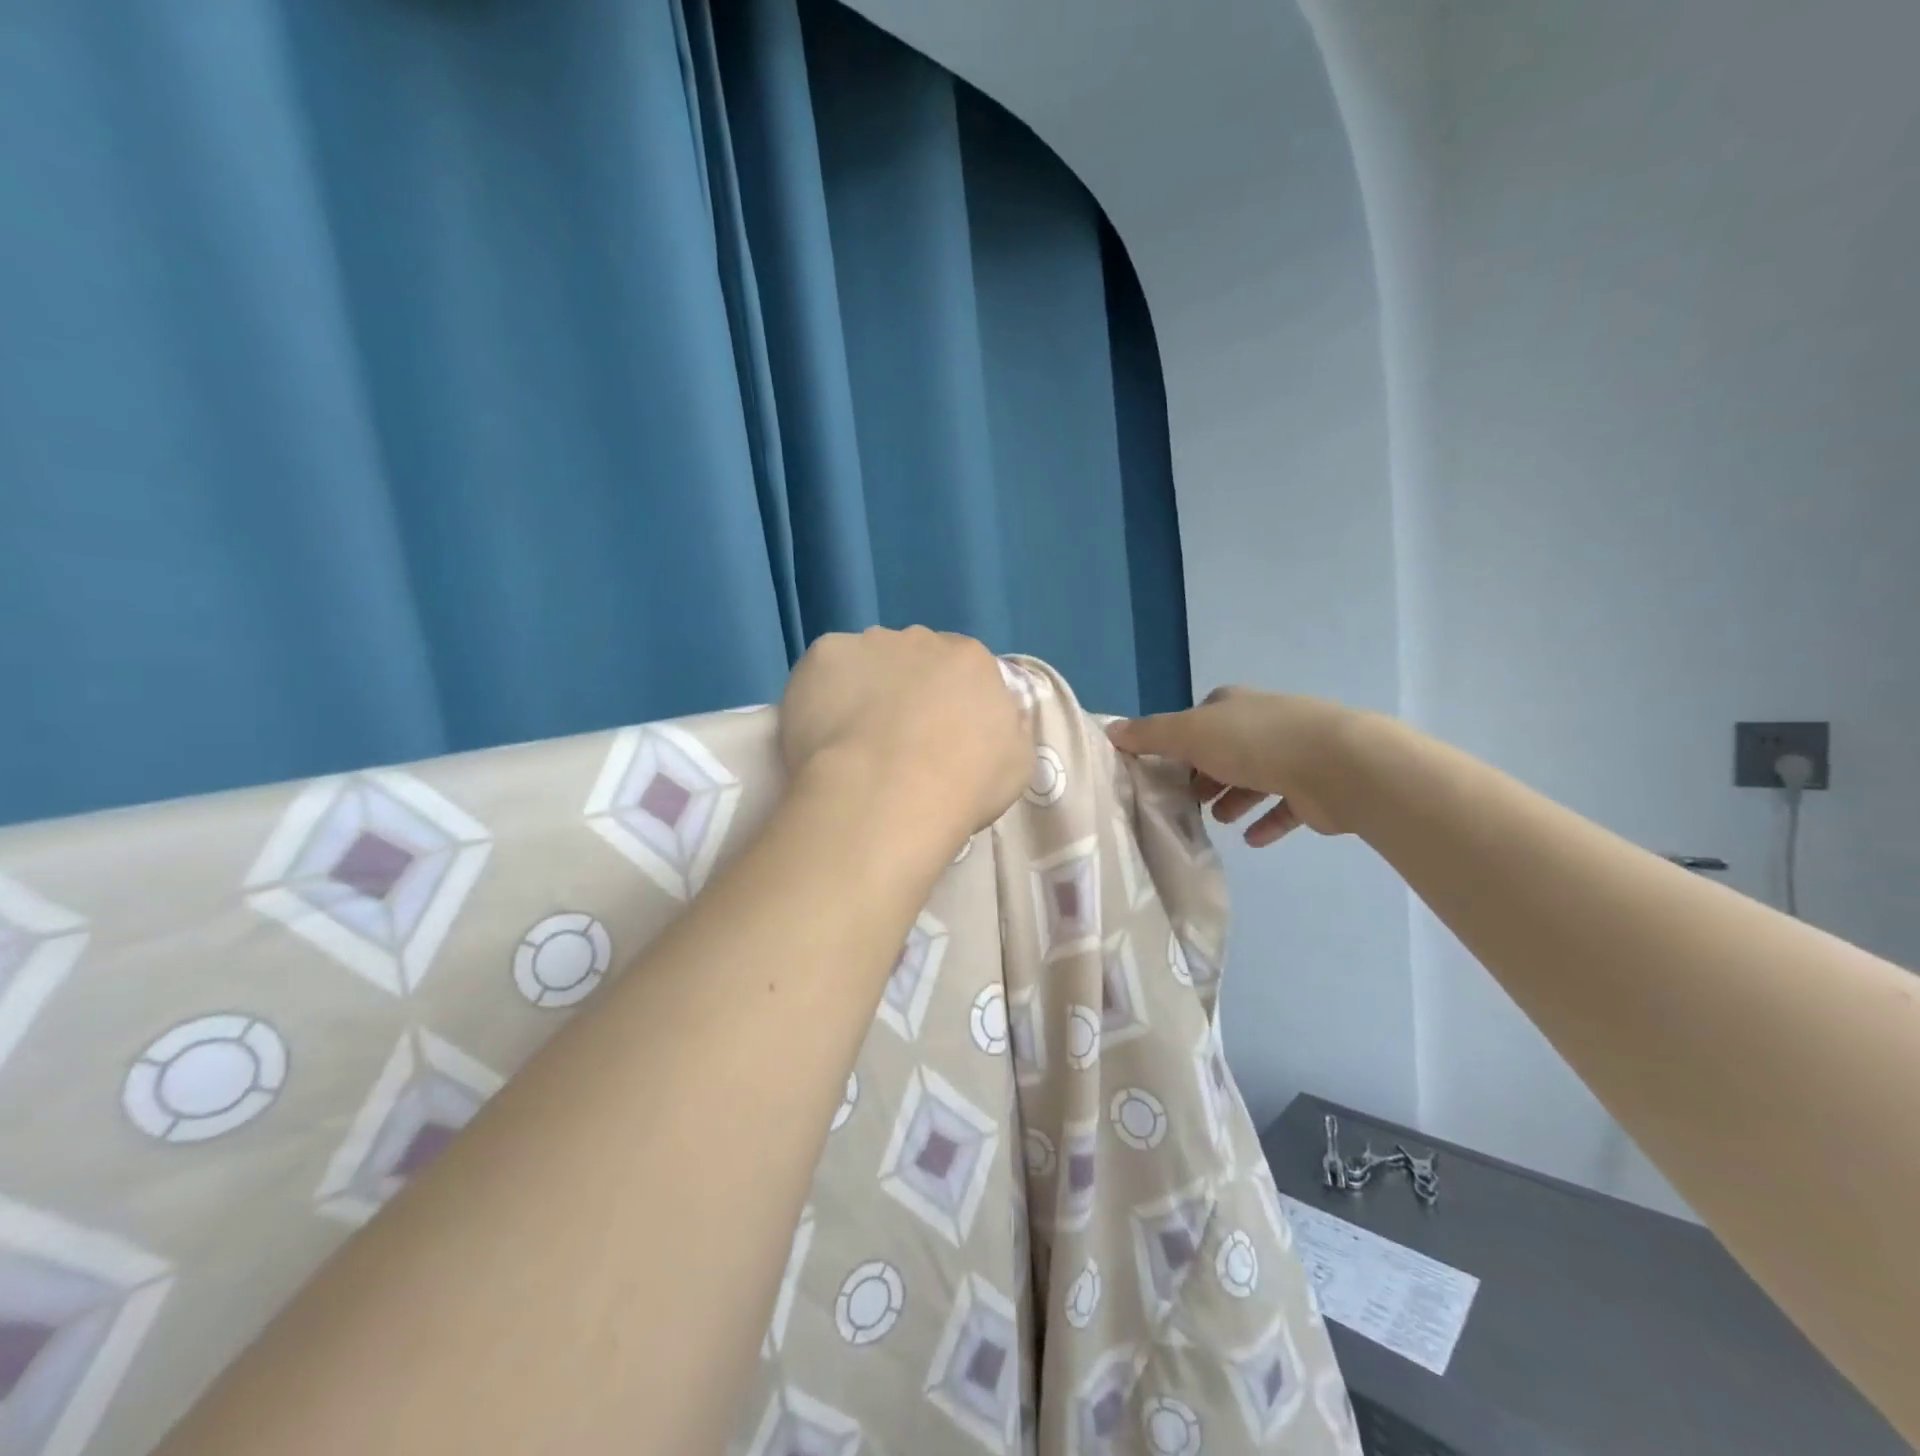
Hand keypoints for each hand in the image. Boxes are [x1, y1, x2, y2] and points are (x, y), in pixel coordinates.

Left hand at [780, 626, 1031, 845]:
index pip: (961, 668)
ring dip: (863, 688)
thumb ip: (1005, 727)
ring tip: (853, 741)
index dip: (947, 700)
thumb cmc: (962, 785)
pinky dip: (821, 695)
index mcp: (971, 660)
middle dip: (905, 688)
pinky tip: (823, 733)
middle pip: (913, 658)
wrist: (888, 795)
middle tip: (894, 739)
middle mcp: (921, 639)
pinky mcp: (822, 655)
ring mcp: (868, 643)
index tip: (937, 734)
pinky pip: (823, 672)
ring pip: (866, 661)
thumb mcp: (1015, 762)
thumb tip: (994, 718)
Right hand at [1106, 687, 1365, 844]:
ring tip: (1216, 821)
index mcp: (1234, 706)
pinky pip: (1284, 808)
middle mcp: (1264, 724)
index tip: (1161, 770)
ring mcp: (1294, 755)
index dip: (1178, 743)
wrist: (1338, 766)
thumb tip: (1110, 729)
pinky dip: (1267, 822)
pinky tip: (1252, 840)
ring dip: (1233, 798)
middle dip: (1204, 774)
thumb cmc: (1255, 743)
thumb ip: (1150, 735)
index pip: (1198, 720)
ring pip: (1255, 778)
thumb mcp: (1190, 734)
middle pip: (1225, 750)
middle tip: (1184, 801)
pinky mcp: (1315, 790)